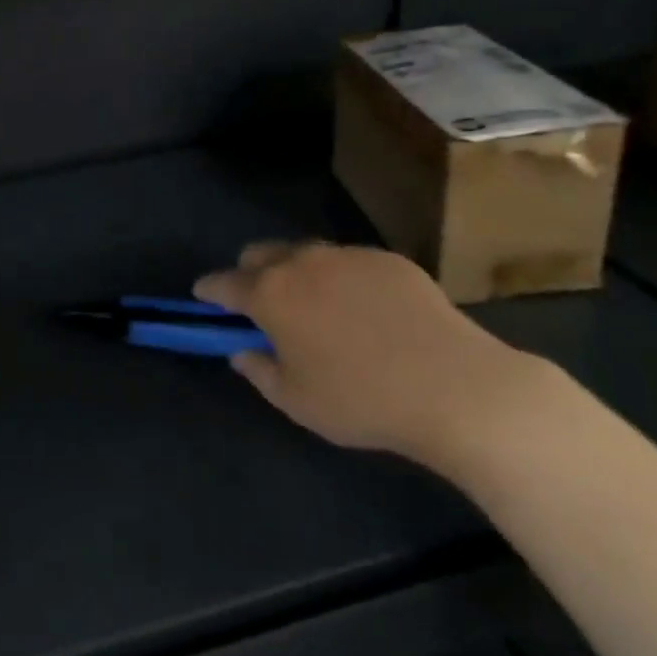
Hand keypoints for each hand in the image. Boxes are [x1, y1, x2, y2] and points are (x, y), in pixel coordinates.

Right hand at [195, 242, 549, 469]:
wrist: (453, 384)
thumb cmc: (362, 399)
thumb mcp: (298, 401)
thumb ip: (260, 371)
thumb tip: (242, 351)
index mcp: (271, 293)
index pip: (224, 283)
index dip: (209, 290)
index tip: (203, 296)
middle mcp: (302, 261)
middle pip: (260, 254)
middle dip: (251, 274)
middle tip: (263, 306)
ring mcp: (347, 255)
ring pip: (306, 254)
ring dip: (297, 274)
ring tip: (319, 309)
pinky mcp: (387, 258)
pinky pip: (350, 262)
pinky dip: (343, 280)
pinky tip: (368, 313)